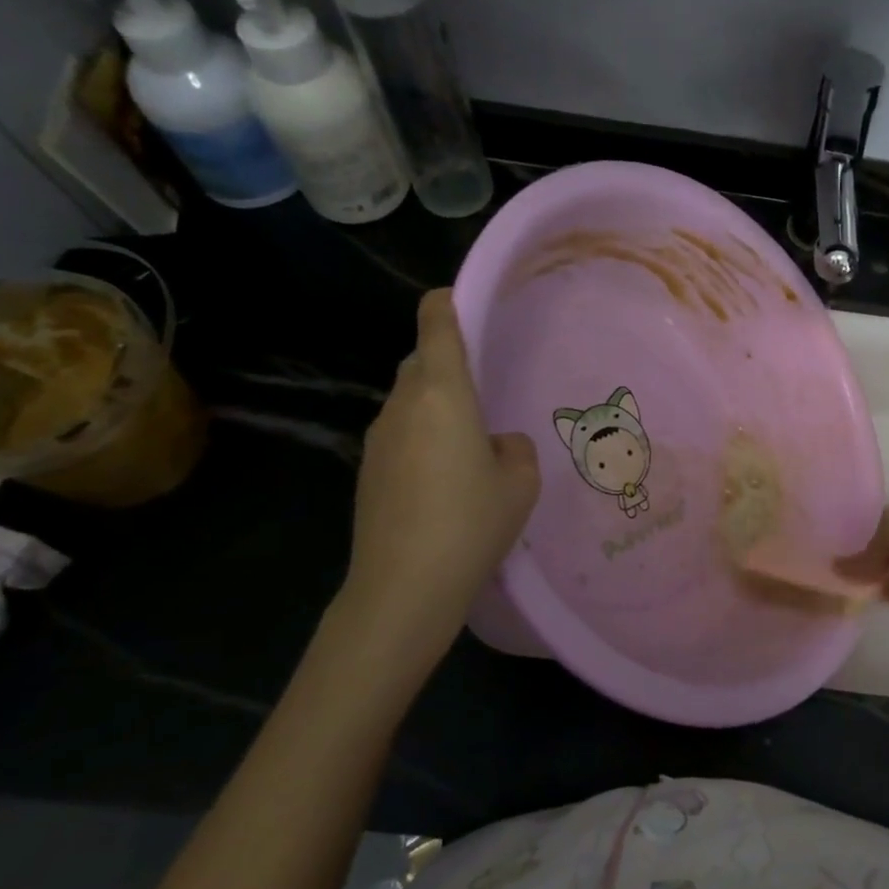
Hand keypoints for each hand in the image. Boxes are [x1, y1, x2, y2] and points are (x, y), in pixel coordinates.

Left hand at [337, 291, 539, 656]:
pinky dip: (424, 437)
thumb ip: (514, 447)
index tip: (466, 301)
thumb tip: (496, 443)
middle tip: (488, 388)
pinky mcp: (368, 470)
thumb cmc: (471, 522)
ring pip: (410, 400)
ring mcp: (378, 438)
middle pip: (421, 361)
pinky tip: (447, 479)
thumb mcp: (520, 483)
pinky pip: (401, 434)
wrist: (403, 588)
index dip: (448, 302)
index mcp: (442, 393)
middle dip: (449, 362)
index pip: (436, 324)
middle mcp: (403, 405)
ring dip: (438, 405)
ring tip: (473, 442)